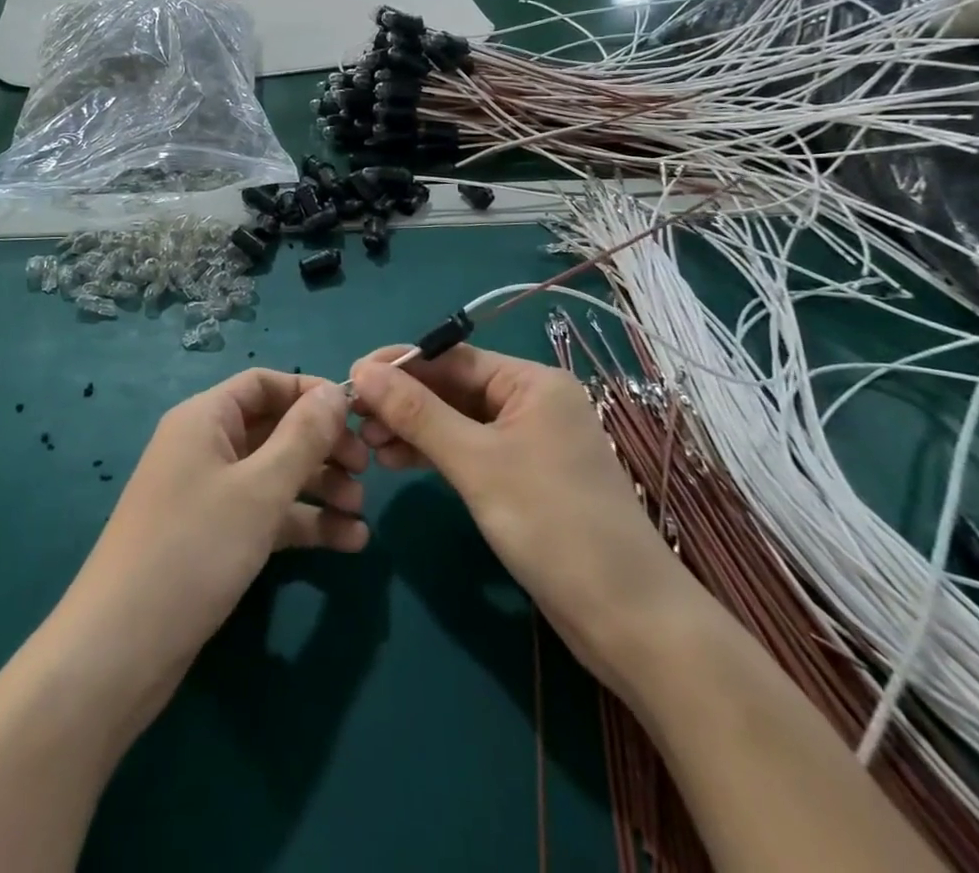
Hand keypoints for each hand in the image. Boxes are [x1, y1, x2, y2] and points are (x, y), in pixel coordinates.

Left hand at [61, 370, 367, 680]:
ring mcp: (209, 494)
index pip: (264, 383)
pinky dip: (303, 523)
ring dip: (320, 488)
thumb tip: (335, 393)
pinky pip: (266, 514)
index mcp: (205, 418)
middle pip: (274, 429)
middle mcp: (205, 447)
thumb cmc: (193, 550)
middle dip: (322, 446)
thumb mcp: (259, 489)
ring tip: (361, 514)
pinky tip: (348, 543)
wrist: (119, 651)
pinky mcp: (214, 538)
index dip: (310, 393)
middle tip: (366, 470)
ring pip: (275, 474)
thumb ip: (303, 437)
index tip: (357, 415)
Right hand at [349, 345, 696, 689]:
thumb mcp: (476, 463)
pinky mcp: (526, 478)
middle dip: (404, 402)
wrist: (628, 620)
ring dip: (414, 429)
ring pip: (459, 421)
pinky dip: (436, 453)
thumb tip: (362, 370)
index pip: (452, 358)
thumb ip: (417, 413)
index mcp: (532, 382)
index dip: (399, 366)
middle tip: (355, 423)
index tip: (350, 380)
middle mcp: (533, 402)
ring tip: (369, 447)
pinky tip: (400, 462)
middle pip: (454, 388)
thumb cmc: (552, 525)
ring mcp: (531, 442)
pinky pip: (472, 450)